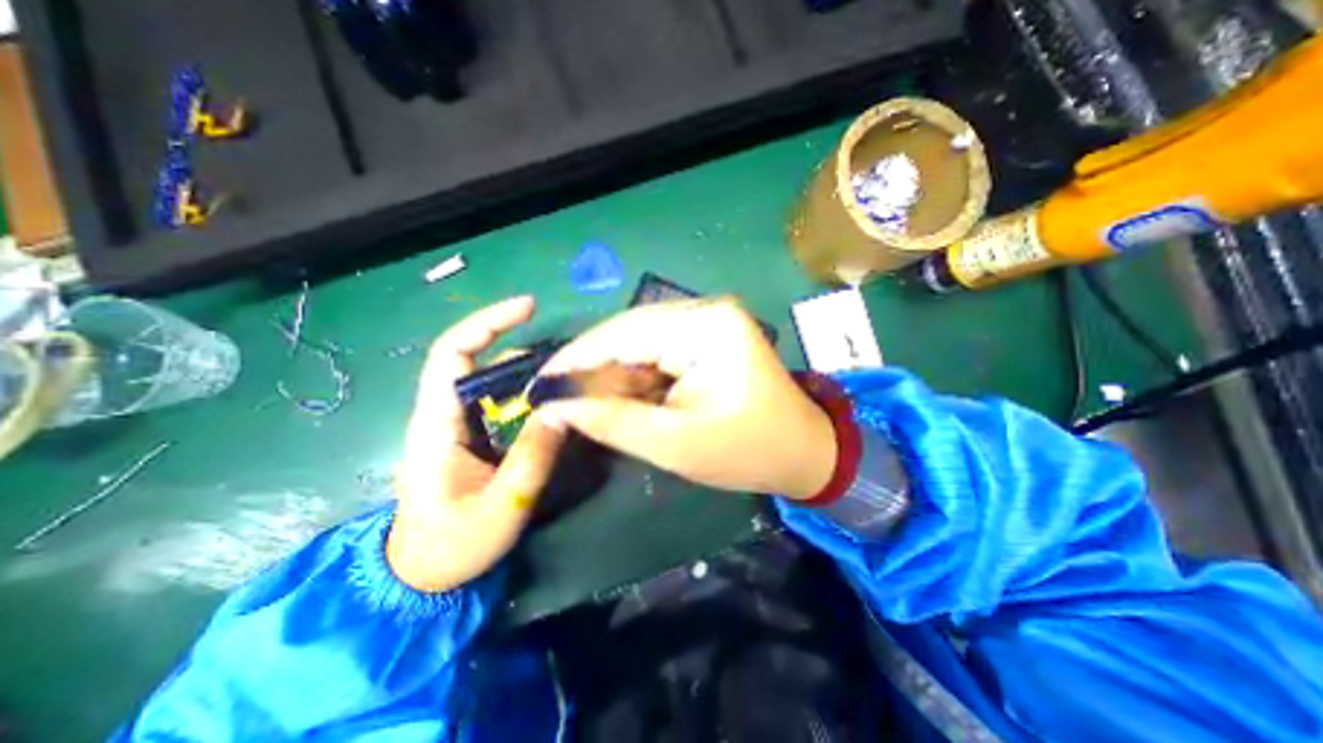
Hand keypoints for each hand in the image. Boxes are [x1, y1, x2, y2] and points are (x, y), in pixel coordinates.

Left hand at [386, 296, 564, 591]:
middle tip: (563, 351)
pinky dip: (525, 391)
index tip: (528, 307)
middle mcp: (442, 414)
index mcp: (437, 424)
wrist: (421, 575)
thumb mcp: (499, 507)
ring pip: (490, 380)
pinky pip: (498, 402)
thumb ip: (532, 458)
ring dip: (526, 369)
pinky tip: (551, 401)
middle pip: (474, 359)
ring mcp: (456, 424)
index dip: (487, 323)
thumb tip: (562, 410)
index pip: (451, 354)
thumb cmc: (451, 545)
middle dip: (517, 343)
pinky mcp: (469, 436)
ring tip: (565, 374)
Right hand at [535, 300, 823, 502]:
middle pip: (630, 332)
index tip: (541, 384)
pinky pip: (657, 350)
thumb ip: (612, 420)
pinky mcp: (708, 338)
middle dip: (593, 367)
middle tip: (557, 398)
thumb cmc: (747, 451)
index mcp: (706, 327)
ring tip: (584, 403)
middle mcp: (706, 312)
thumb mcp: (674, 443)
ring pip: (640, 342)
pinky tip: (620, 397)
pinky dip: (635, 375)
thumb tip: (556, 405)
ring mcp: (709, 322)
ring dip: (612, 373)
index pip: (624, 332)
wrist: (802, 452)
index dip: (577, 358)